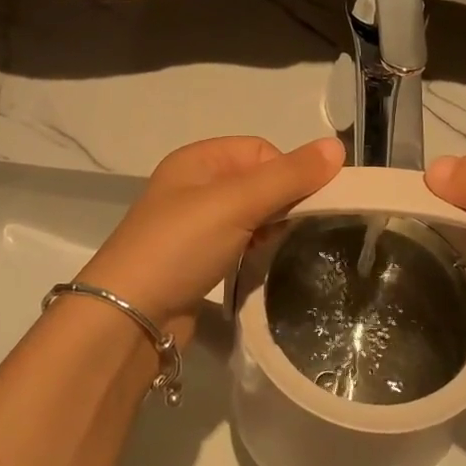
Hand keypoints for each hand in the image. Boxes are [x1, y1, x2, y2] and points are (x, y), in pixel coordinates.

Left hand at [75, 136, 344, 341]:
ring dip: (268, 230)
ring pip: (249, 216)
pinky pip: (238, 245)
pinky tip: (259, 268)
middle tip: (291, 231)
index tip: (302, 205)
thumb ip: (288, 176)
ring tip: (274, 252)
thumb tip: (337, 147)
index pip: (260, 150)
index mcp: (197, 160)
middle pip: (257, 182)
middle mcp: (193, 186)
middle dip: (280, 203)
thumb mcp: (236, 203)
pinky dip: (253, 252)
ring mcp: (193, 226)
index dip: (287, 172)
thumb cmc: (180, 246)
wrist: (128, 318)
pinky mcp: (196, 261)